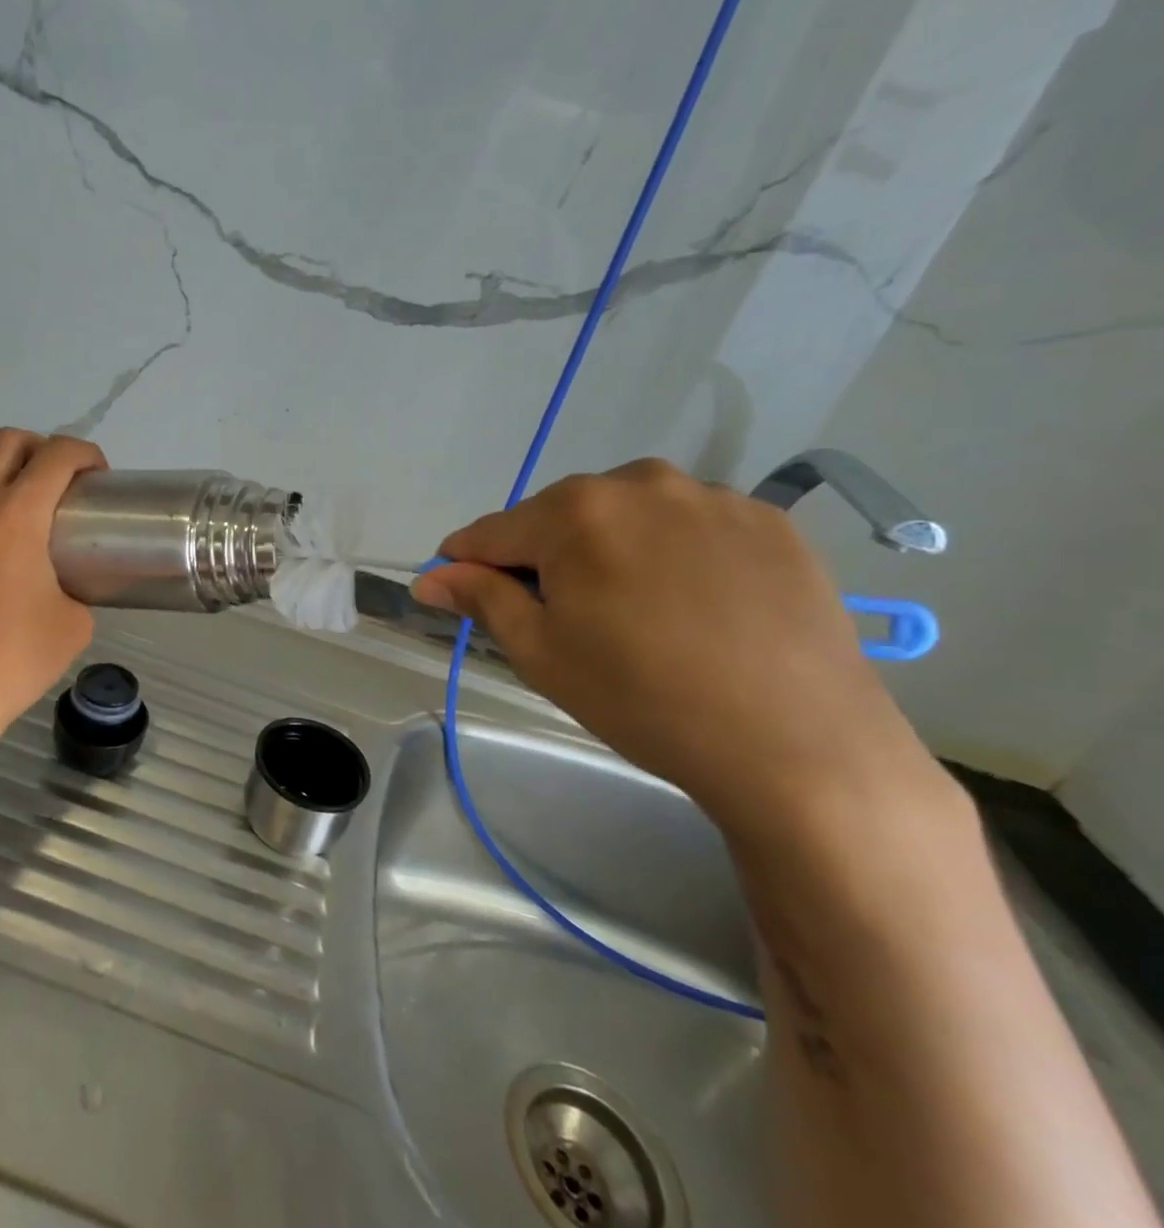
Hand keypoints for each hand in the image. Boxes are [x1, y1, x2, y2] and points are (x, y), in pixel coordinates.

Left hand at [0, 429, 106, 749]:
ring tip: (6, 480)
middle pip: (4, 443)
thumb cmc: (17, 656)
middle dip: (40, 447)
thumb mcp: (76, 622)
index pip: (57, 456)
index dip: (86, 453)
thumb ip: (78, 589)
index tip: (99, 477)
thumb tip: (68, 587)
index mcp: (18, 514)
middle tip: (60, 478)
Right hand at [412, 459, 941, 834]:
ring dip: (609, 550)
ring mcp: (713, 496)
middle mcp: (641, 482)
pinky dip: (672, 554)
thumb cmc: (642, 698)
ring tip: (633, 613)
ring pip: (627, 517)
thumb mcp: (540, 651)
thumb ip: (479, 597)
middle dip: (544, 557)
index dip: (467, 565)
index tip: (462, 595)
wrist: (799, 746)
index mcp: (575, 511)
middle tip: (561, 619)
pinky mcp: (769, 522)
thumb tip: (428, 576)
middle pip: (560, 517)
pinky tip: (692, 606)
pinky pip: (690, 526)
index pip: (491, 531)